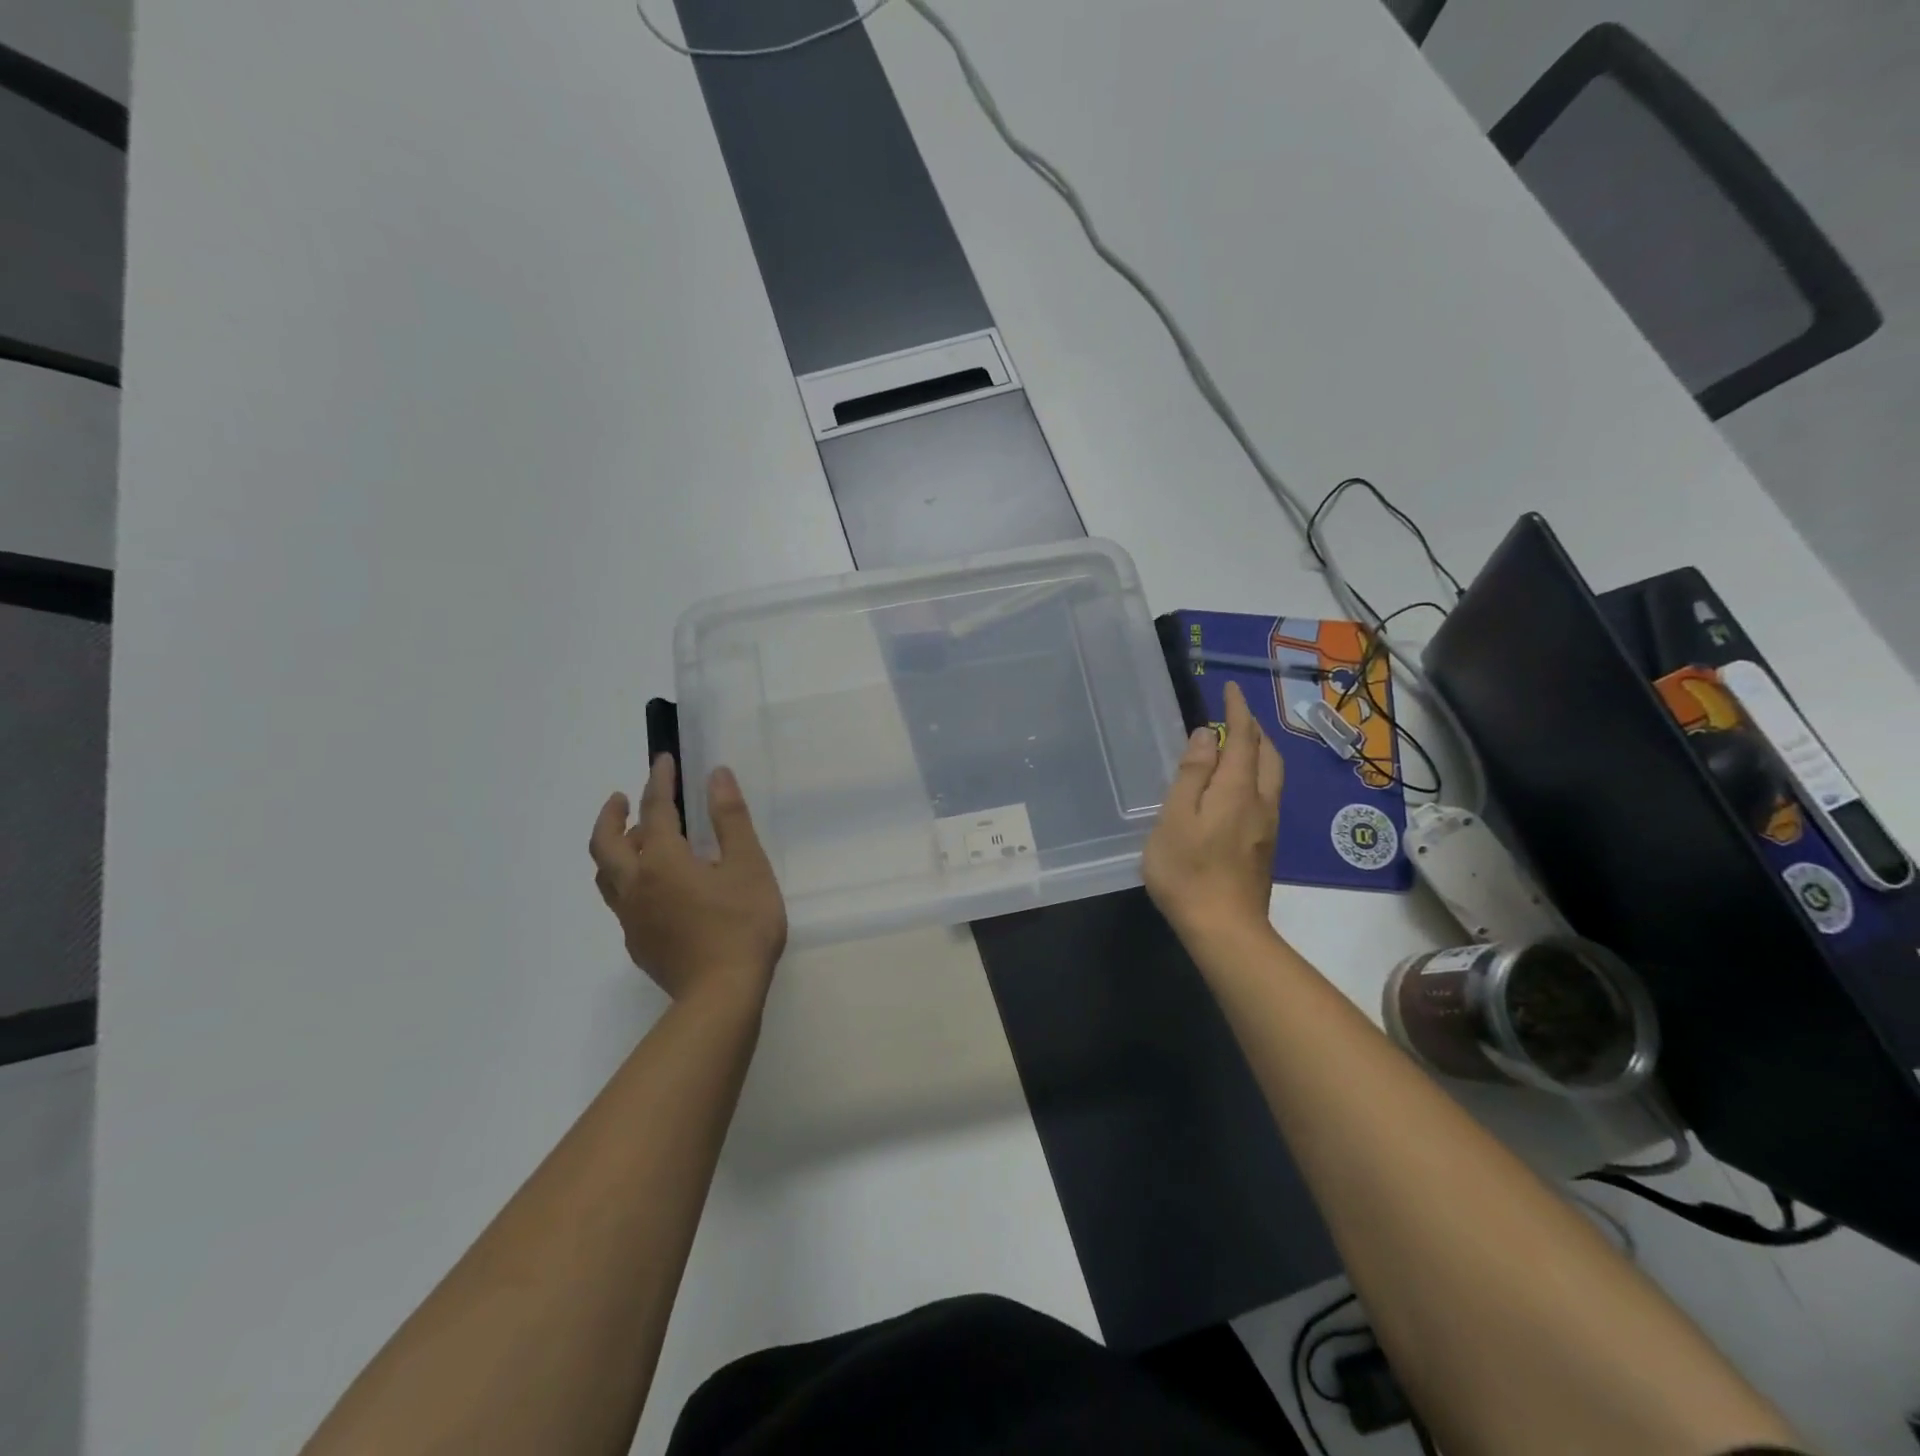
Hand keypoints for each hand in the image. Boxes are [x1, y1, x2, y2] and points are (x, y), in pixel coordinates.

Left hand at [590, 755, 787, 1005]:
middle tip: (622, 798)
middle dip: (611, 815)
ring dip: (615, 848)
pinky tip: (655, 888)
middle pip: (606, 844)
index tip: (662, 760)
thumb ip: (730, 819)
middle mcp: (636, 886)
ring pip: (607, 875)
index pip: (656, 810)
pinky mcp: (638, 943)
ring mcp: (632, 918)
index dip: (659, 781)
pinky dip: (628, 879)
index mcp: (662, 861)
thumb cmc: (741, 925)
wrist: (721, 995)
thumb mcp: (748, 866)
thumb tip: (717, 776)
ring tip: (636, 839)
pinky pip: (621, 901)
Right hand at [1143, 680, 1283, 950]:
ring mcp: (1267, 826)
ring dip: (1260, 751)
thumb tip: (1206, 736)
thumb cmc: (1188, 870)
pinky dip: (1257, 774)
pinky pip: (1268, 794)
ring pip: (1272, 775)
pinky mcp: (1265, 846)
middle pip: (1267, 754)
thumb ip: (1191, 774)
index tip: (1231, 688)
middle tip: (1235, 715)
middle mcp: (1261, 801)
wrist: (1224, 928)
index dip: (1237, 710)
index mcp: (1237, 789)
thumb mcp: (1175, 818)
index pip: (1242, 737)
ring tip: (1239, 744)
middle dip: (1254, 729)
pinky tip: (1240, 787)